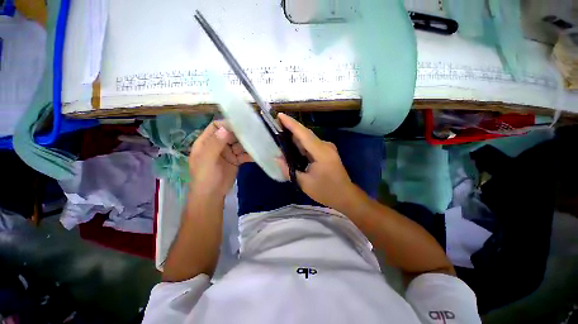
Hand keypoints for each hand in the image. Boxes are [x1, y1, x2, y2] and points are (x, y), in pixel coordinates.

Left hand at [189, 121, 251, 197]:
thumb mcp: (207, 160)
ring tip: (258, 142)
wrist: (212, 195)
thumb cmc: (205, 177)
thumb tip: (226, 128)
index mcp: (206, 142)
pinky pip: (244, 154)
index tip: (240, 125)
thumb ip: (215, 144)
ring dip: (247, 143)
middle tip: (254, 132)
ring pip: (239, 144)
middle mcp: (217, 145)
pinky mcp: (236, 160)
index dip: (227, 124)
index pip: (216, 126)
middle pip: (230, 134)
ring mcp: (227, 152)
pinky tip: (257, 154)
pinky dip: (250, 154)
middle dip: (240, 133)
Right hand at [276, 113, 356, 209]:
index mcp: (321, 153)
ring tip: (281, 134)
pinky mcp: (328, 152)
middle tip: (276, 125)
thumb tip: (277, 158)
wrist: (345, 196)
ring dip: (296, 136)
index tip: (279, 115)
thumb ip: (288, 169)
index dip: (291, 124)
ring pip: (309, 138)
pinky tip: (293, 146)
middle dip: (291, 128)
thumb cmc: (325, 191)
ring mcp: (328, 148)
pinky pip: (312, 144)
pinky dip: (302, 144)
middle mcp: (326, 146)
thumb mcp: (304, 183)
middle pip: (306, 134)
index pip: (304, 134)